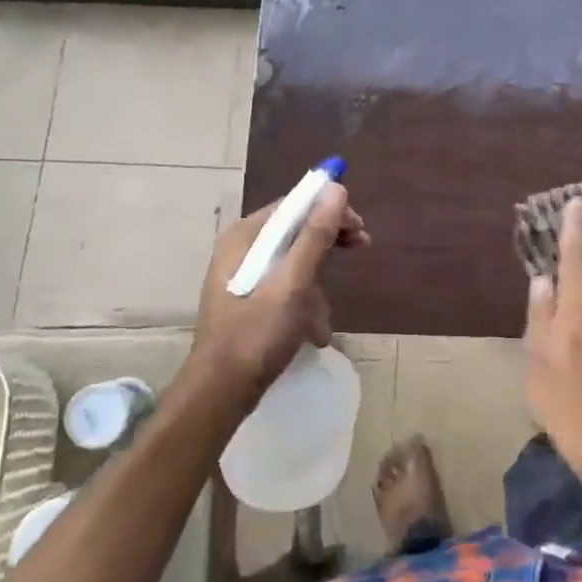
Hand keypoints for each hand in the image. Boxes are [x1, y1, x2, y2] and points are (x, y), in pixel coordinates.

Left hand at [185, 183, 368, 404]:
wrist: (220, 393)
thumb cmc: (256, 335)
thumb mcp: (293, 284)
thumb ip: (315, 236)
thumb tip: (336, 188)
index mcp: (244, 238)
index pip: (293, 205)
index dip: (329, 209)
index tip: (359, 226)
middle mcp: (241, 251)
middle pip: (295, 232)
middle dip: (327, 245)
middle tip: (361, 247)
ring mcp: (243, 278)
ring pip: (294, 265)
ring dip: (316, 288)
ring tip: (323, 320)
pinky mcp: (249, 303)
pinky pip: (285, 289)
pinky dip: (304, 305)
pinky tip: (313, 333)